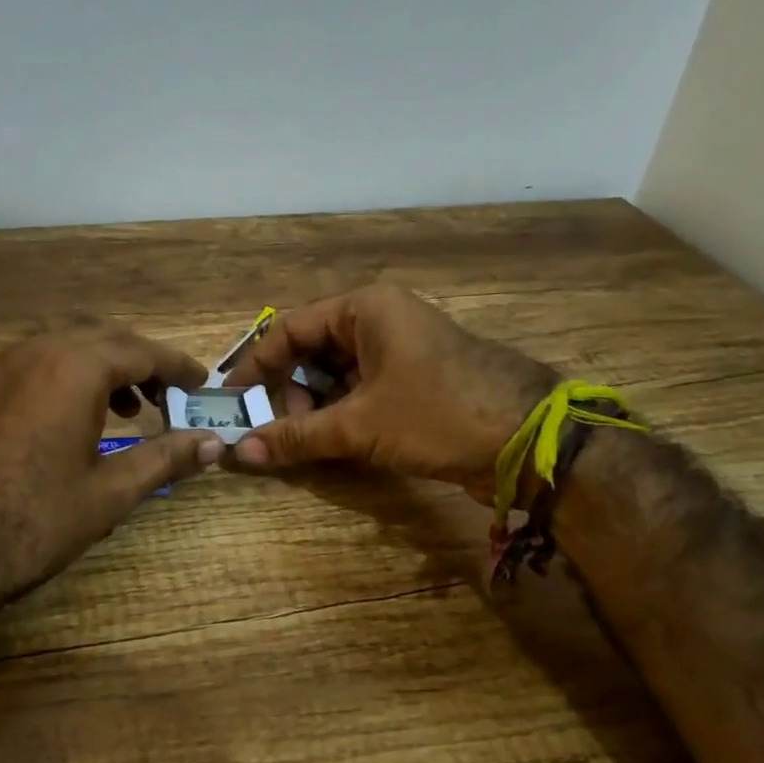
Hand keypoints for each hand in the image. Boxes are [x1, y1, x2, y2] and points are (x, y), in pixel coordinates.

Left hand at [0, 325, 221, 614]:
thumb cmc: (35, 520)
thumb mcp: (110, 492)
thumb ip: (166, 458)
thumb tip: (215, 444)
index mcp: (75, 368)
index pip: (142, 351)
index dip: (177, 366)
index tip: (201, 382)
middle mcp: (37, 351)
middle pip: (105, 339)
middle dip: (142, 362)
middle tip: (169, 396)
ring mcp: (0, 366)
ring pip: (66, 346)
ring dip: (104, 367)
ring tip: (128, 410)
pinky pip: (36, 363)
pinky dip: (67, 376)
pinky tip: (73, 418)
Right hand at [223, 284, 556, 501]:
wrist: (530, 441)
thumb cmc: (438, 414)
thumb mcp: (360, 425)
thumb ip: (296, 436)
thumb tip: (240, 453)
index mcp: (365, 309)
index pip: (289, 329)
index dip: (256, 365)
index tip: (233, 401)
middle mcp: (379, 321)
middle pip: (311, 352)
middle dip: (290, 392)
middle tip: (281, 431)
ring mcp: (399, 351)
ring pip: (335, 375)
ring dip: (314, 408)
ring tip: (307, 442)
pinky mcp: (413, 381)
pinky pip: (360, 391)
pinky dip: (341, 415)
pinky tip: (333, 444)